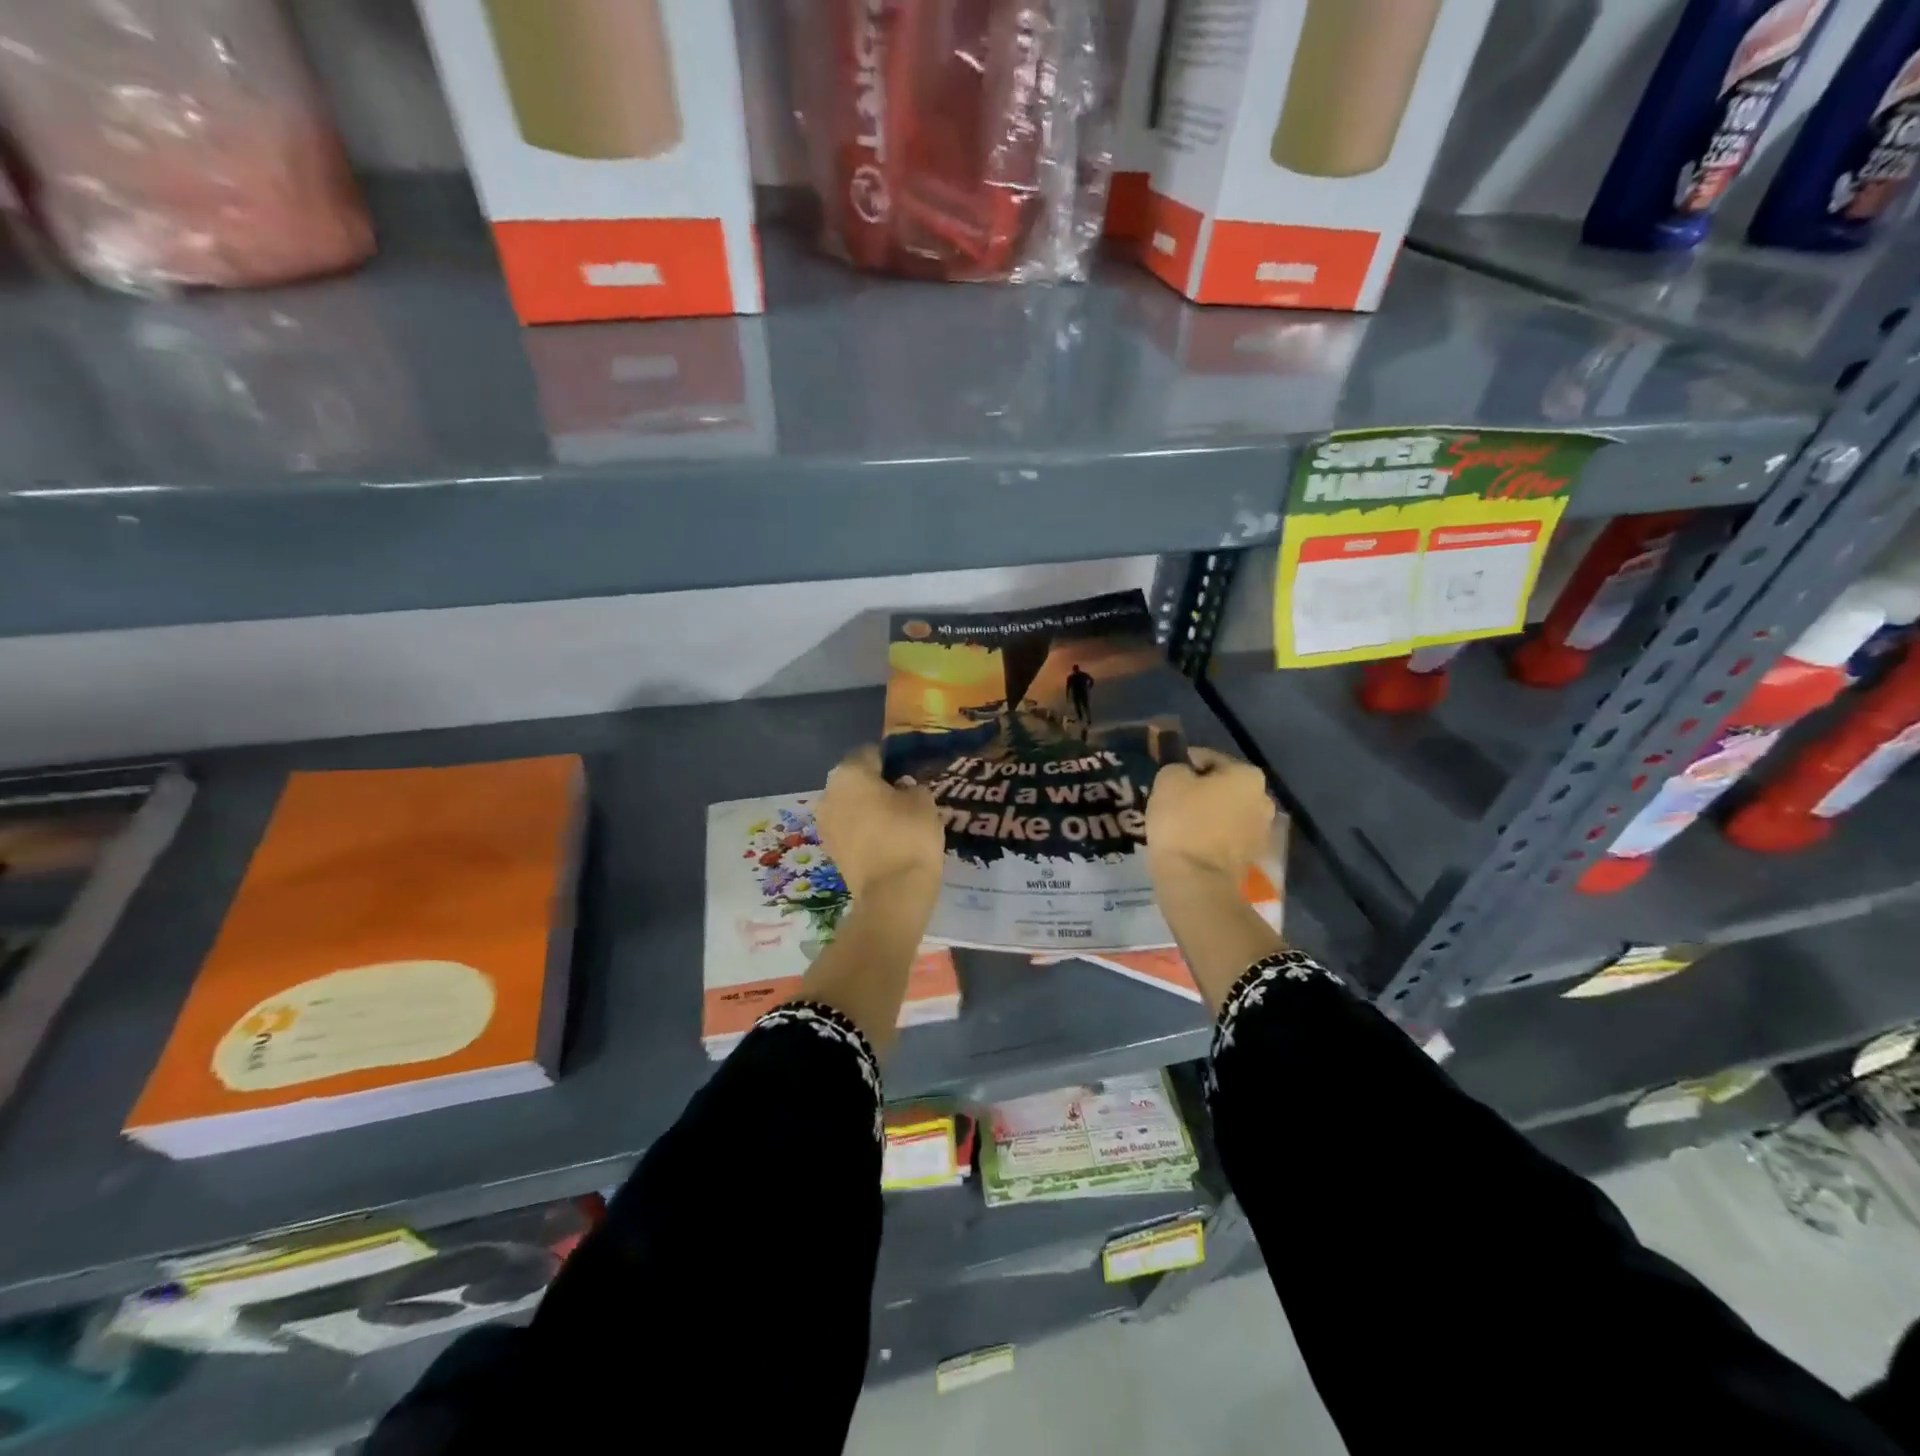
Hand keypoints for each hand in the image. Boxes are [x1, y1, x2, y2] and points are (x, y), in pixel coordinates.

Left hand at [817, 745, 944, 900]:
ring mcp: (825, 823)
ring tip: (897, 819)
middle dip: (876, 784)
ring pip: (850, 805)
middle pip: (855, 779)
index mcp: (849, 773)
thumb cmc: (909, 836)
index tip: (909, 772)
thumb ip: (911, 786)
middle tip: (904, 795)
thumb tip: (901, 789)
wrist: (892, 894)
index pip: (871, 753)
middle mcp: (829, 793)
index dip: (892, 760)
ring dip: (868, 808)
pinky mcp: (830, 850)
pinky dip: (864, 829)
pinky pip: (849, 828)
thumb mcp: (923, 800)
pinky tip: (887, 839)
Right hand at [1146, 748, 1273, 890]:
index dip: (1182, 765)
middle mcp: (1264, 799)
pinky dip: (1212, 839)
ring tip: (1179, 828)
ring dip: (1207, 816)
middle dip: (1199, 792)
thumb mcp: (1168, 781)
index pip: (1207, 758)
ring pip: (1226, 814)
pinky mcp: (1254, 859)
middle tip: (1171, 803)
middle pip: (1222, 787)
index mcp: (1247, 774)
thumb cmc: (1182, 823)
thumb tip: (1183, 772)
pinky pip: (1227, 839)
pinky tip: (1191, 847)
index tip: (1164, 779)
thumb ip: (1176, 767)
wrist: (1199, 884)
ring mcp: (1263, 832)